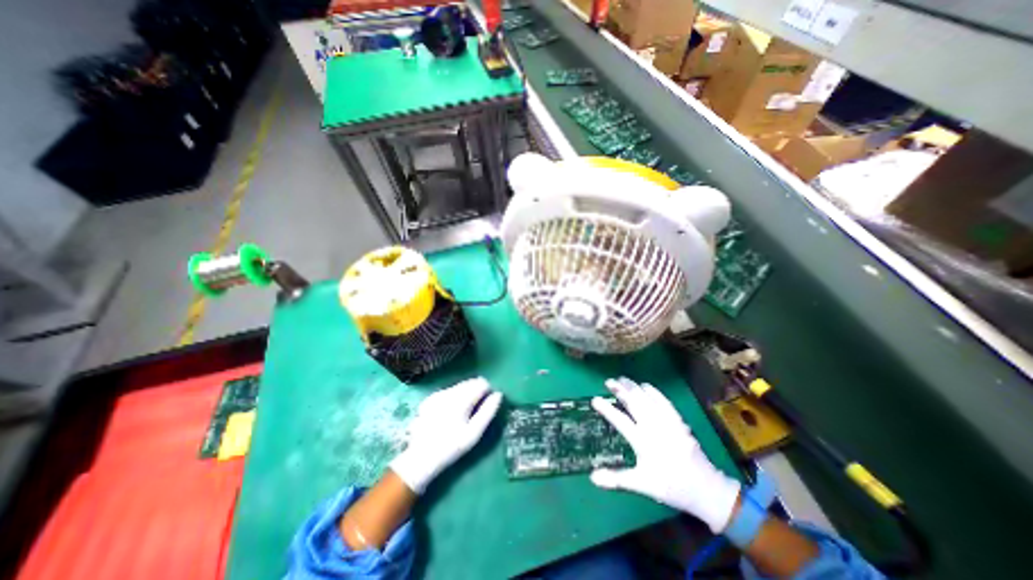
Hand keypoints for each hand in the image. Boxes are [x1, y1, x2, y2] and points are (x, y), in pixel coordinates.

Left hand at [387, 377, 504, 493]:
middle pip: (470, 382)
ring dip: (466, 394)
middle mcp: (449, 391)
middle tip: (475, 412)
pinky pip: (449, 391)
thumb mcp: (474, 433)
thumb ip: (488, 412)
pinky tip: (450, 413)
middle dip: (476, 392)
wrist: (420, 458)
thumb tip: (498, 394)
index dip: (488, 392)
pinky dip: (454, 397)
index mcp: (461, 398)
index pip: (481, 383)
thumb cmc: (451, 447)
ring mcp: (438, 394)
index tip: (486, 406)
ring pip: (459, 386)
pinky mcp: (430, 399)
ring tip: (463, 414)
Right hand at [588, 378, 743, 530]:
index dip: (607, 409)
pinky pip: (664, 401)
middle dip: (620, 390)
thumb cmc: (670, 486)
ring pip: (647, 399)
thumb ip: (616, 479)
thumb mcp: (642, 485)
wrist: (705, 488)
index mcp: (643, 442)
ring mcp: (667, 422)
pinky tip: (645, 385)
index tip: (595, 399)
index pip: (620, 421)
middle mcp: (654, 428)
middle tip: (609, 381)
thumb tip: (592, 477)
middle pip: (634, 403)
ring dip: (634, 387)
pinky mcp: (678, 421)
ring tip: (622, 379)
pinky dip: (653, 392)